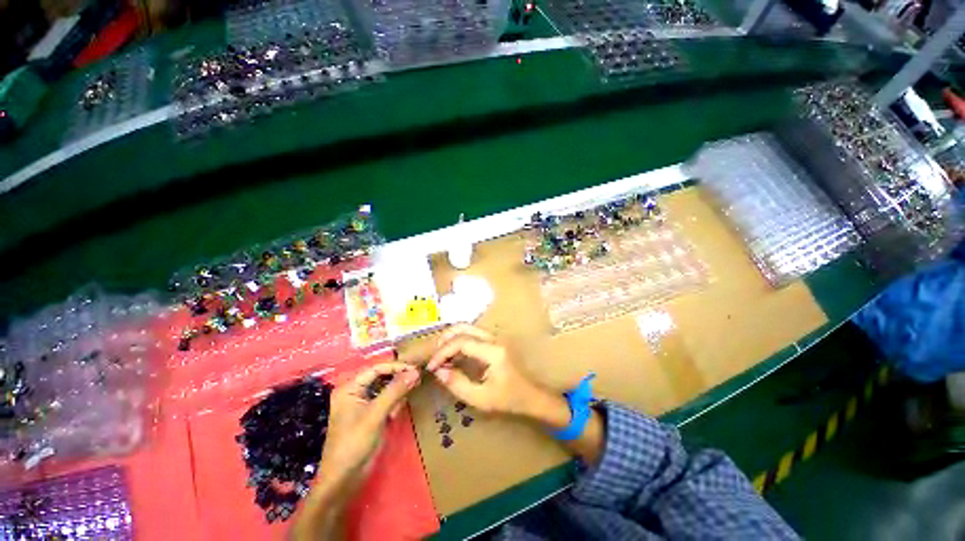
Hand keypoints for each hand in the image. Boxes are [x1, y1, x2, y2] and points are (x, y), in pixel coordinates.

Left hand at [317, 363, 420, 491]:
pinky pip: (386, 400)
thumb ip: (395, 391)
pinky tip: (396, 412)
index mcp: (350, 388)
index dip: (396, 366)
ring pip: (385, 388)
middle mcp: (356, 392)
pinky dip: (394, 403)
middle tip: (416, 380)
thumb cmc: (354, 443)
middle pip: (381, 376)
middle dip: (398, 378)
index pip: (376, 368)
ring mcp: (363, 404)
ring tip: (406, 397)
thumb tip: (415, 372)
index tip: (415, 369)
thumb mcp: (376, 415)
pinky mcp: (370, 415)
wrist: (344, 479)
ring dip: (397, 391)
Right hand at [427, 324, 549, 417]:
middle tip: (434, 357)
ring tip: (440, 356)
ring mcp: (495, 338)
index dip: (443, 352)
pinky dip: (459, 341)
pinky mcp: (494, 341)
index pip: (462, 342)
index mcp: (493, 352)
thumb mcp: (481, 399)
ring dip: (451, 338)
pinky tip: (453, 356)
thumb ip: (458, 384)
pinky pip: (472, 334)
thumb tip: (439, 371)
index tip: (431, 367)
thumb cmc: (509, 399)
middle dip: (445, 339)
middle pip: (464, 327)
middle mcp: (494, 339)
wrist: (532, 396)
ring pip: (468, 328)